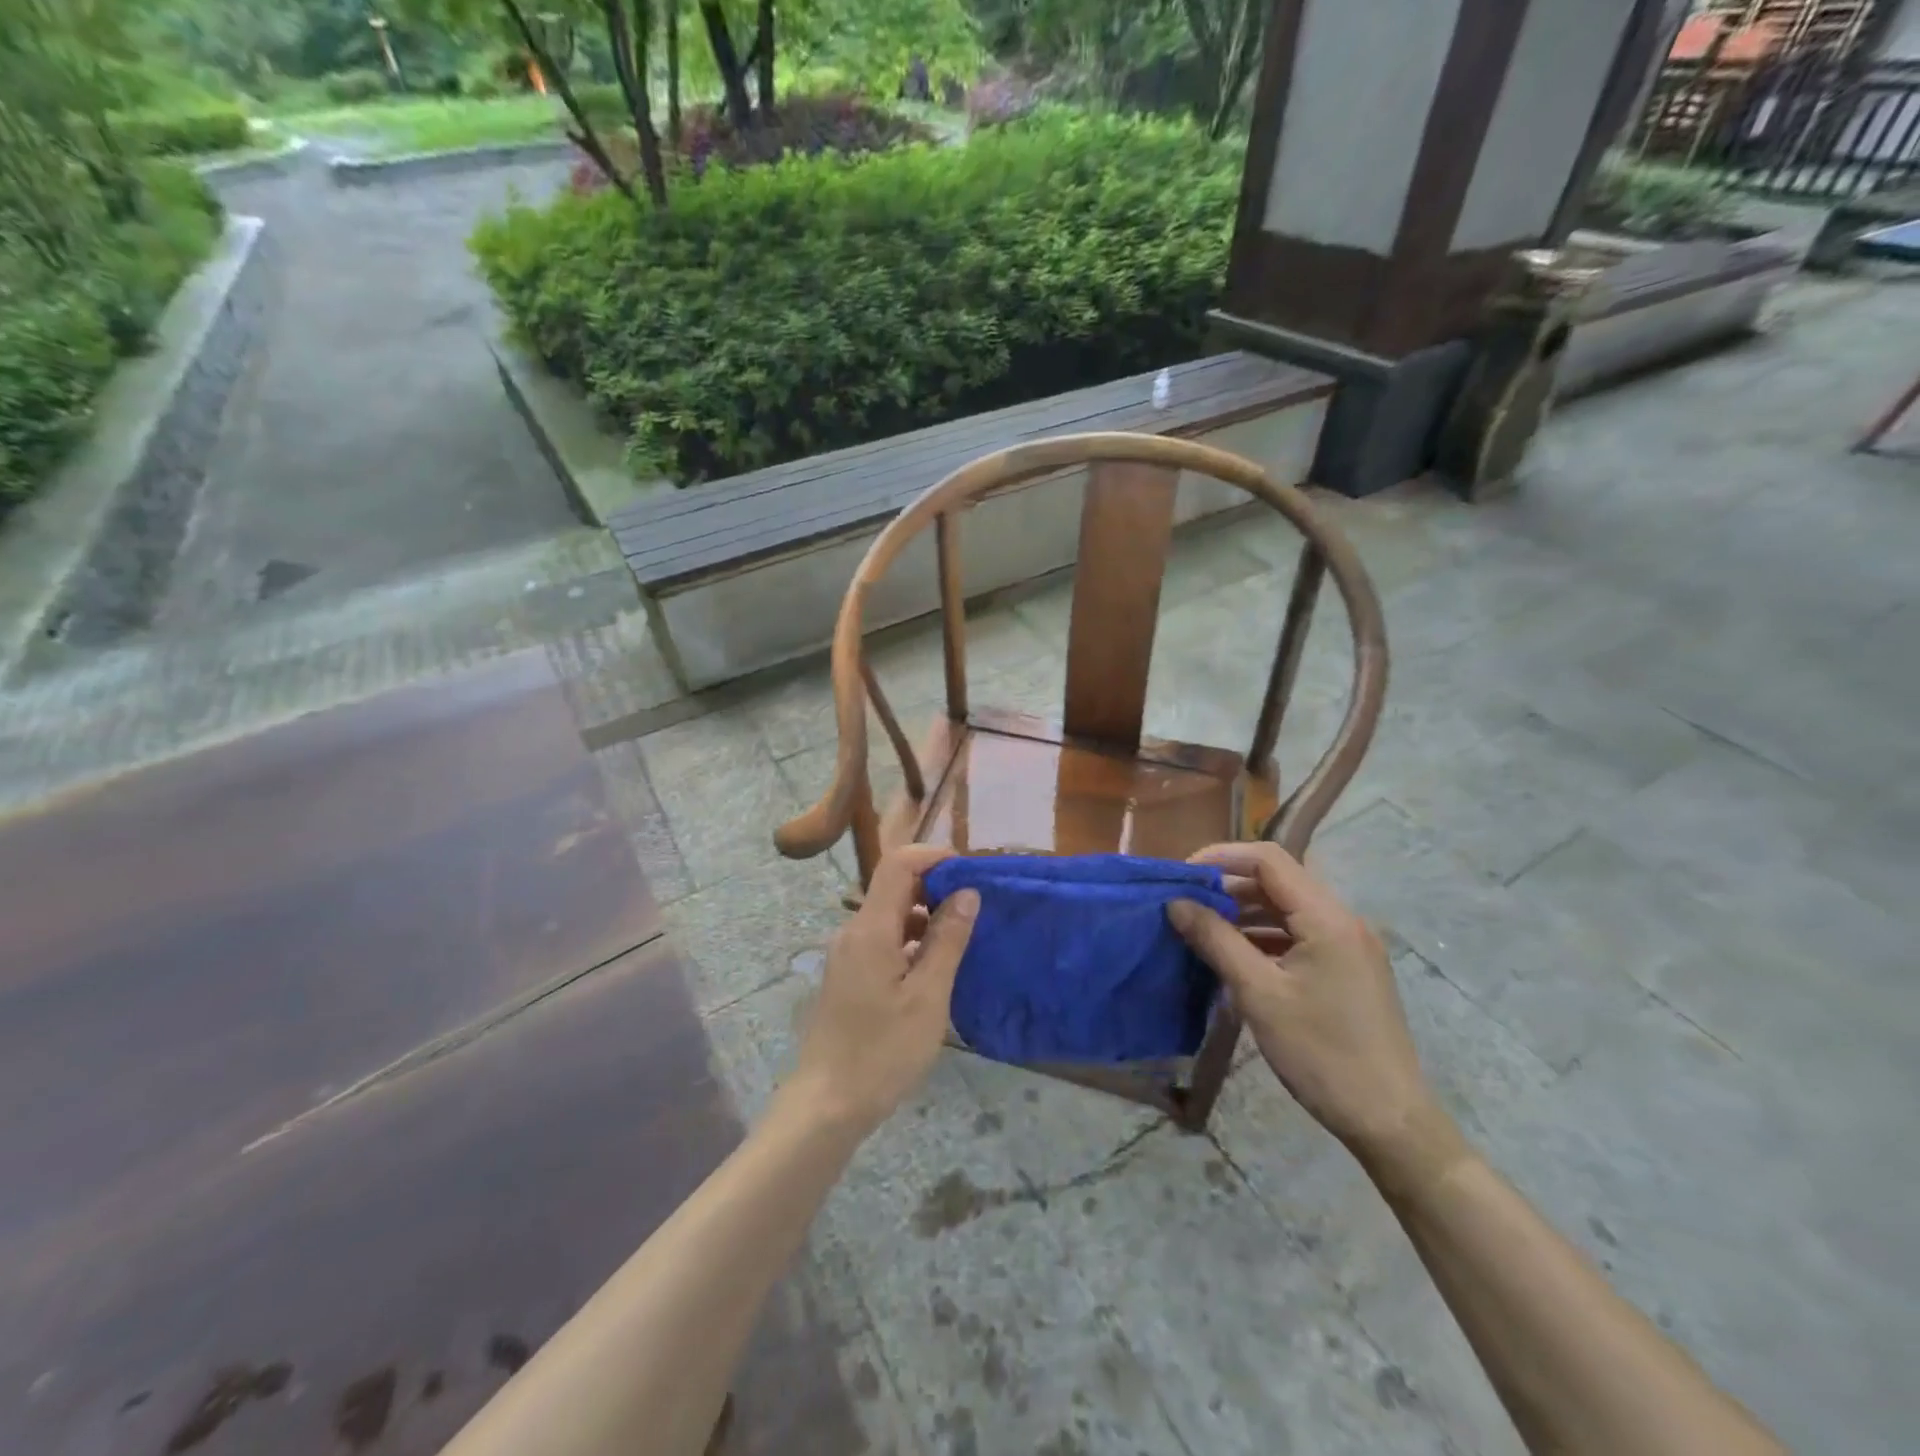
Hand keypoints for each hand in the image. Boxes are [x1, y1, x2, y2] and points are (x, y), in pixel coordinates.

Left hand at [782, 846, 978, 1136]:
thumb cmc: (883, 1052)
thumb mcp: (928, 997)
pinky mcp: (848, 974)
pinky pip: (883, 940)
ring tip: (963, 939)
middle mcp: (853, 932)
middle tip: (976, 908)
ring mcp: (847, 954)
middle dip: (936, 887)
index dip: (935, 857)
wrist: (827, 1105)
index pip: (899, 864)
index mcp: (870, 929)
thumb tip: (967, 892)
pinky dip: (911, 941)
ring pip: (890, 915)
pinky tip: (935, 968)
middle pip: (894, 887)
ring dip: (925, 917)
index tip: (971, 872)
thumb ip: (948, 939)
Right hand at [1167, 842, 1445, 1169]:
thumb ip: (1215, 940)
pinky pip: (1298, 935)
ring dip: (1243, 913)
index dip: (1220, 857)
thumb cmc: (1322, 1054)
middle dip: (1227, 886)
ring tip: (1201, 930)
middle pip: (1277, 881)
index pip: (1268, 860)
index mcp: (1328, 918)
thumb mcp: (1259, 994)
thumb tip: (1175, 902)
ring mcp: (1349, 946)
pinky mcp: (1347, 970)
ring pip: (1287, 909)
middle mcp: (1343, 921)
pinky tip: (1235, 957)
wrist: (1389, 1122)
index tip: (1182, 876)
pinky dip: (1263, 937)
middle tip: (1184, 905)